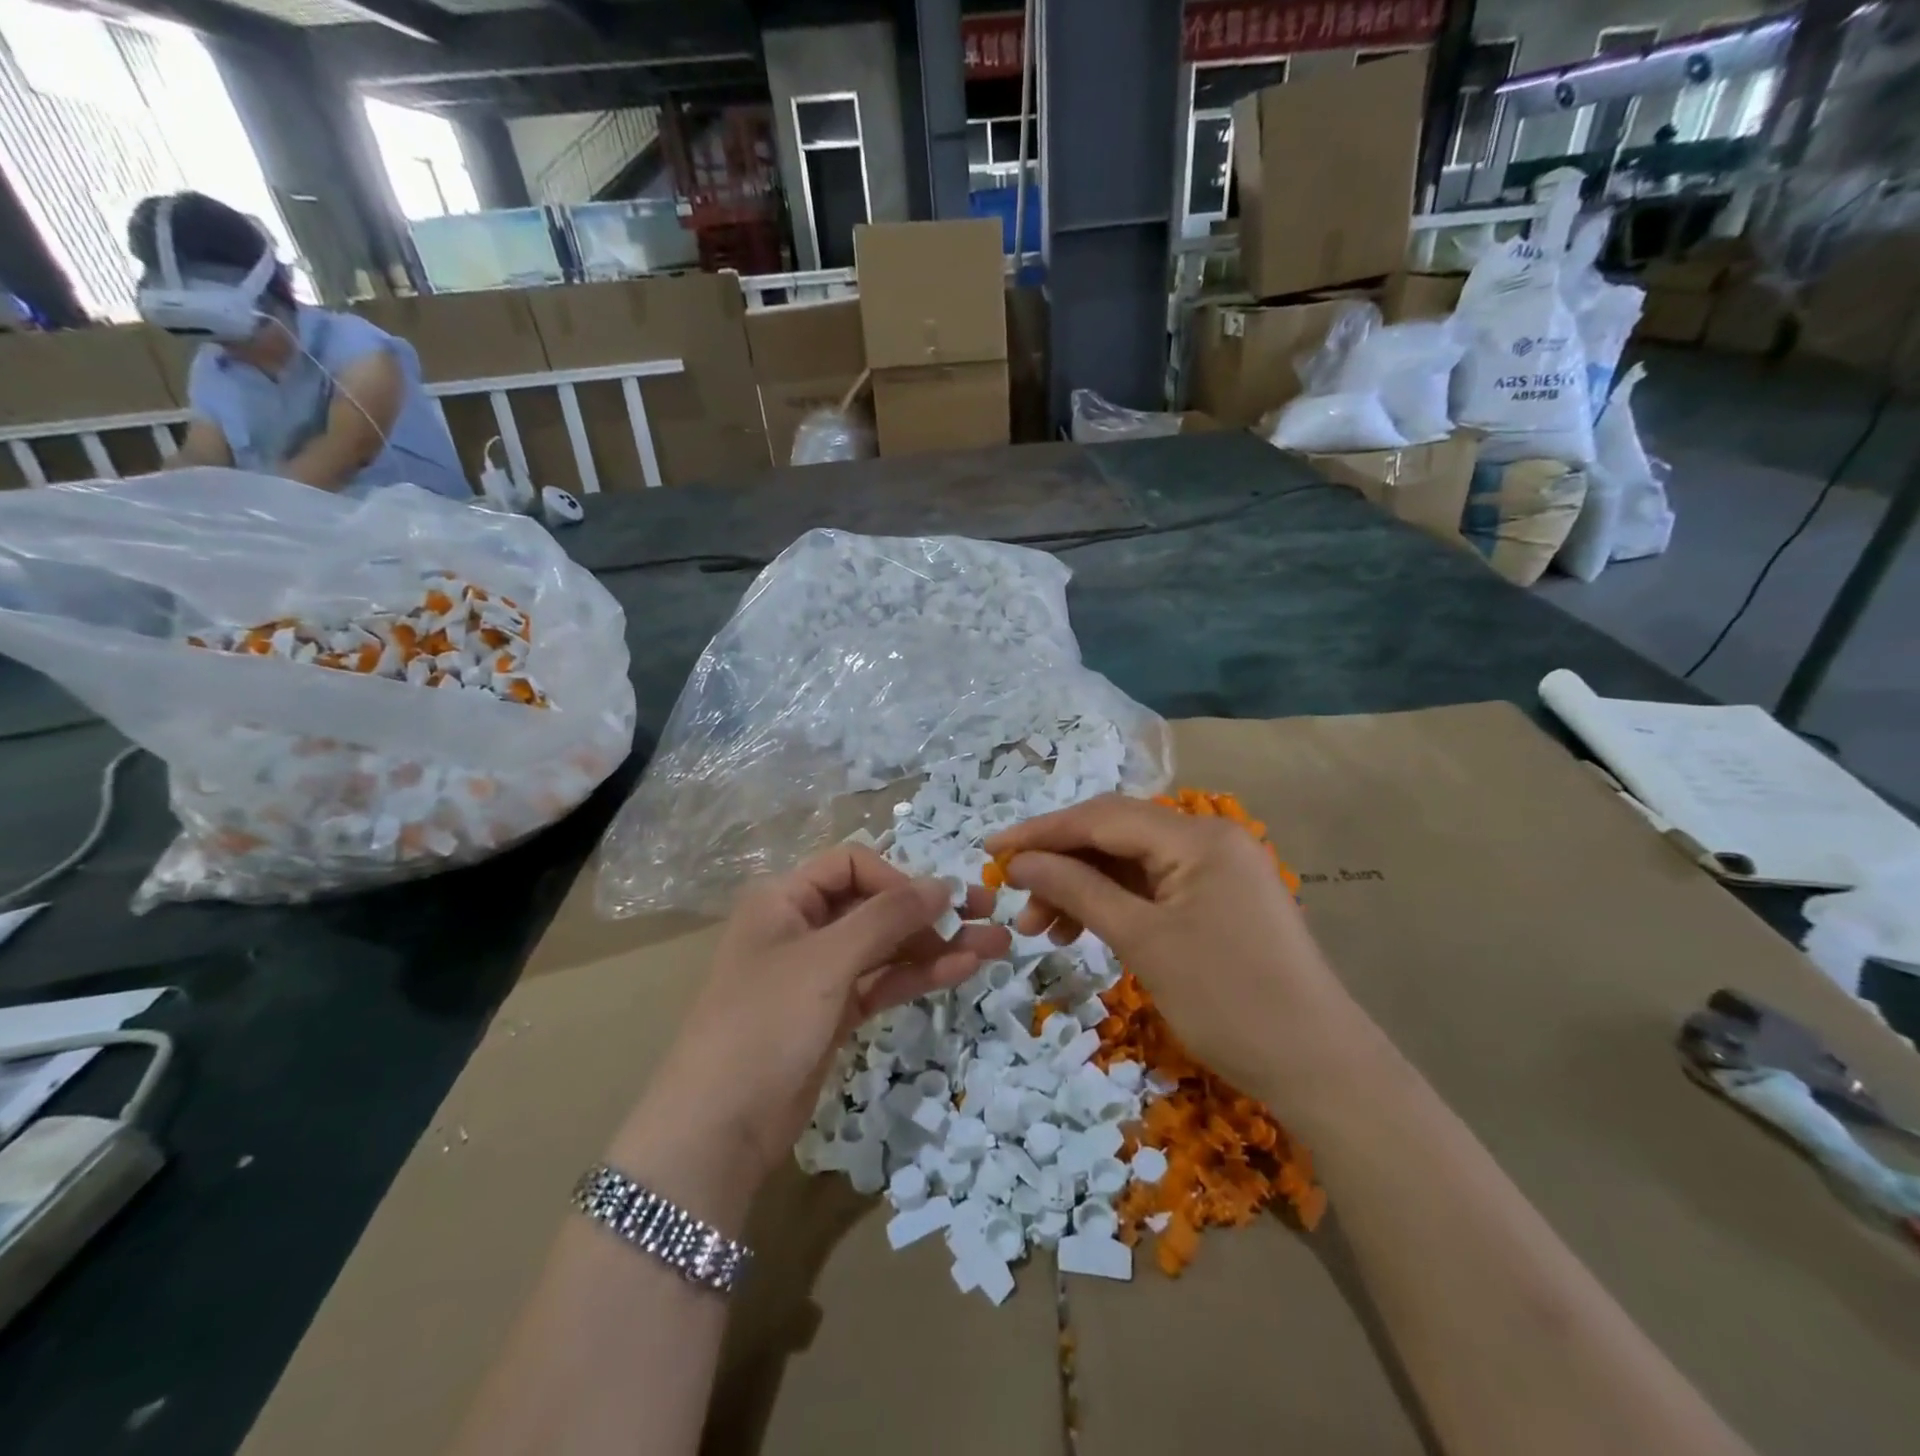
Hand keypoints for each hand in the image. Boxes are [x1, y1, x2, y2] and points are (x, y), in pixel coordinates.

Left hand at [623, 845, 1010, 1209]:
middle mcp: (802, 927)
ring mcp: (820, 973)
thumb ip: (889, 916)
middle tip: (990, 913)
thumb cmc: (767, 1022)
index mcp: (785, 898)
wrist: (719, 1128)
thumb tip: (945, 883)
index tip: (938, 902)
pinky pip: (883, 981)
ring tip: (996, 945)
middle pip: (875, 905)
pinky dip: (919, 974)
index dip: (898, 878)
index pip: (852, 865)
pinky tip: (963, 969)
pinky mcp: (834, 1013)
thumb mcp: (828, 959)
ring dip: (937, 944)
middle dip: (930, 910)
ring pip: (886, 946)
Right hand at [986, 794, 1350, 1100]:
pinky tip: (1083, 932)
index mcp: (1197, 836)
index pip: (1102, 817)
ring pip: (1130, 864)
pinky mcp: (1219, 900)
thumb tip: (1020, 862)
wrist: (1320, 1068)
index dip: (1041, 831)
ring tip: (1042, 931)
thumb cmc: (1228, 1001)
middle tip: (1017, 906)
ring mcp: (1217, 870)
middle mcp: (1209, 839)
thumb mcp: (1143, 942)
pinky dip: (1114, 906)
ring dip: (1083, 890)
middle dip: (1060, 866)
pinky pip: (1153, 889)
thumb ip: (1078, 890)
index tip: (991, 850)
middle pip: (1115, 837)